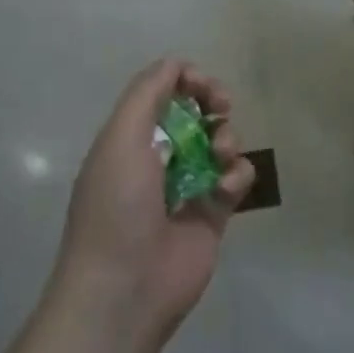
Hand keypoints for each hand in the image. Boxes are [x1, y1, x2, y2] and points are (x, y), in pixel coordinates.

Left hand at [51, 59, 254, 348]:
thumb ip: (147, 93)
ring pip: (219, 143)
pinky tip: (224, 191)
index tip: (204, 85)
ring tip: (220, 155)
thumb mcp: (120, 138)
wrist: (125, 287)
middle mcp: (158, 158)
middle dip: (212, 103)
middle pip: (195, 113)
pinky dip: (236, 176)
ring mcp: (187, 186)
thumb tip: (175, 64)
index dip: (186, 81)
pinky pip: (235, 179)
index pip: (162, 93)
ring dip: (226, 138)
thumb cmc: (117, 206)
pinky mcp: (213, 215)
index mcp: (129, 139)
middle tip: (222, 106)